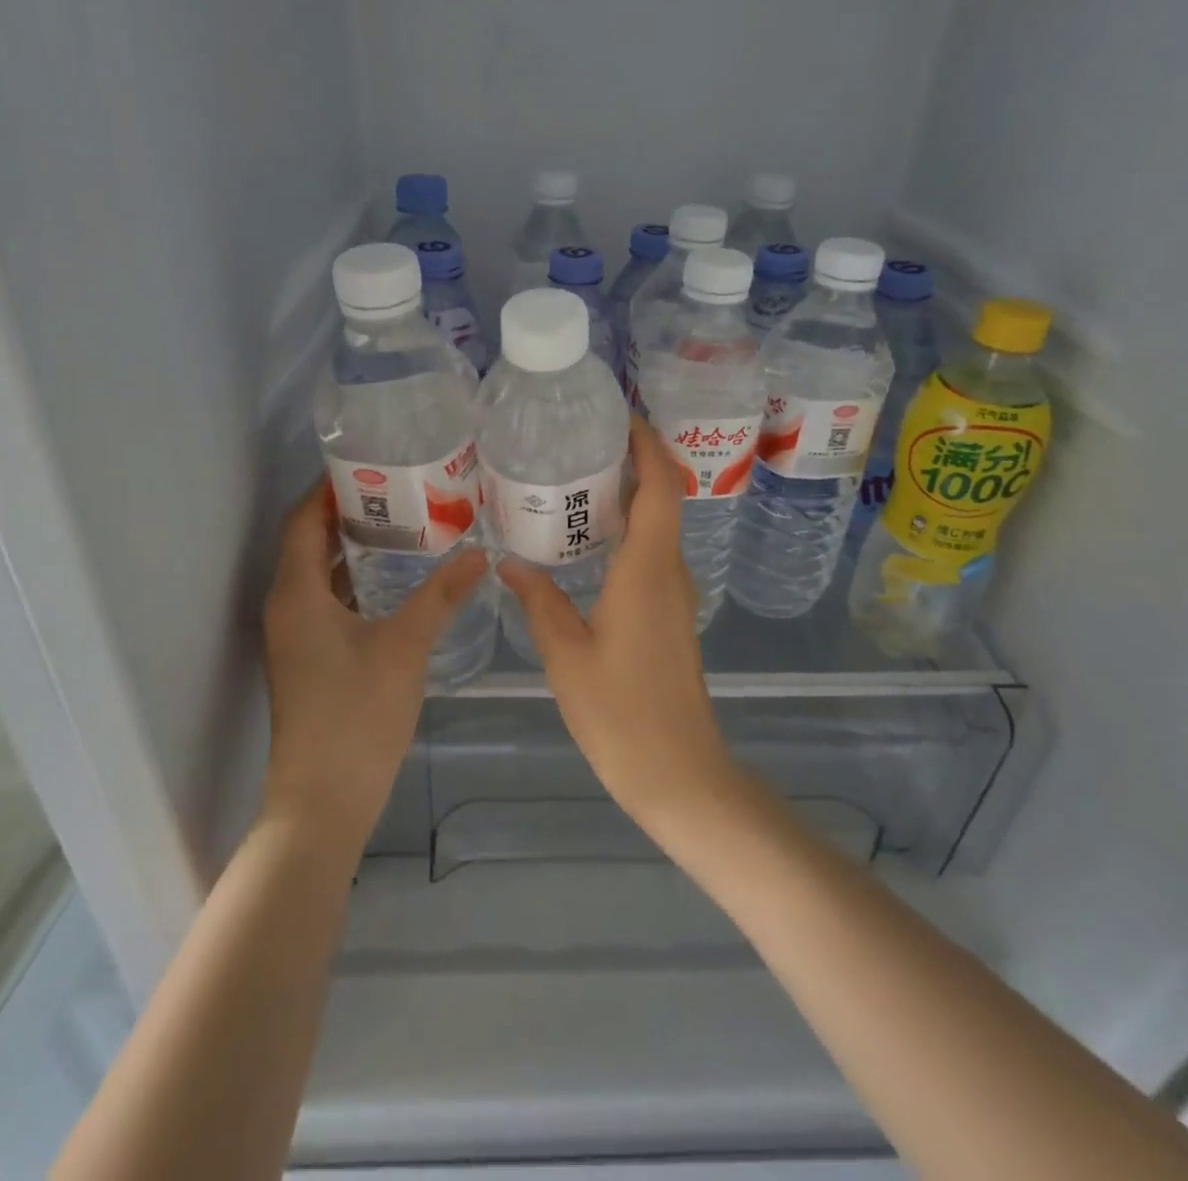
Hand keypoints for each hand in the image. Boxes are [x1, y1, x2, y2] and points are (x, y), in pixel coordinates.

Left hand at [262, 479, 487, 849]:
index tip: (369, 462)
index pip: (304, 520)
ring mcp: (294, 636)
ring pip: (318, 573)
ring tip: (402, 523)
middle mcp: (286, 606)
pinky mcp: (308, 658)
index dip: (329, 488)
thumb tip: (480, 554)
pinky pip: (326, 600)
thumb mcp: (404, 647)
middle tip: (398, 489)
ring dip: (351, 547)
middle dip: (347, 512)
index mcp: (296, 593)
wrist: (322, 801)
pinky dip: (353, 580)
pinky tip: (393, 580)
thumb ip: (440, 596)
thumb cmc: (356, 715)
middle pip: (309, 542)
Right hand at [499, 416, 739, 832]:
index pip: (661, 486)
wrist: (679, 773)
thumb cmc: (620, 713)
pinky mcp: (670, 615)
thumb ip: (538, 601)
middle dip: (634, 460)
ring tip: (578, 479)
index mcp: (648, 569)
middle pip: (664, 497)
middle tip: (583, 441)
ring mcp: (674, 594)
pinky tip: (589, 541)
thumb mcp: (565, 654)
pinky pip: (653, 553)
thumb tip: (508, 562)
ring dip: (631, 495)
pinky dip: (629, 530)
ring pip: (659, 526)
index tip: (621, 415)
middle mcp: (670, 571)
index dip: (648, 444)